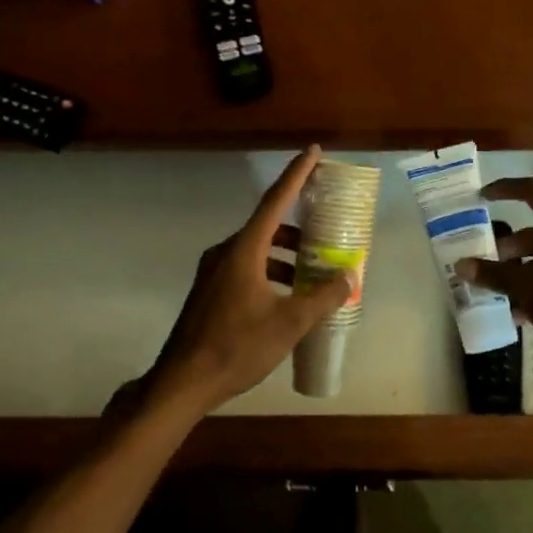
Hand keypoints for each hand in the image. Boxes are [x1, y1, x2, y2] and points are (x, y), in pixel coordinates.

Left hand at [145, 145, 352, 415]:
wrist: (183, 381)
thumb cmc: (237, 346)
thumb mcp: (289, 323)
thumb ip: (322, 297)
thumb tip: (349, 276)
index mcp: (244, 249)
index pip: (276, 200)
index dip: (297, 174)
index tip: (313, 151)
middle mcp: (226, 252)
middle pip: (268, 227)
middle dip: (299, 229)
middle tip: (327, 235)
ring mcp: (213, 271)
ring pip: (258, 250)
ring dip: (286, 256)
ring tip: (313, 274)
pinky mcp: (209, 291)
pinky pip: (247, 267)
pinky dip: (271, 272)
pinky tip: (287, 298)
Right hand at [455, 176, 532, 366]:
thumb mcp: (529, 291)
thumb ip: (495, 276)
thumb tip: (462, 265)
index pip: (531, 191)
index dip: (505, 189)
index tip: (483, 197)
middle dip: (508, 245)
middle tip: (485, 262)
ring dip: (523, 268)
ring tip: (500, 292)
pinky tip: (525, 312)